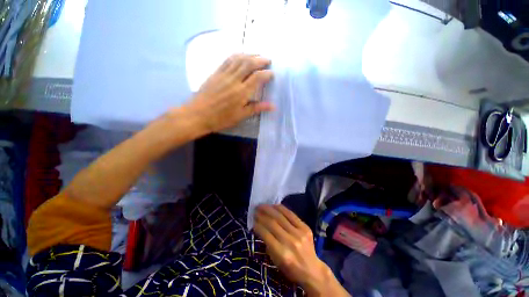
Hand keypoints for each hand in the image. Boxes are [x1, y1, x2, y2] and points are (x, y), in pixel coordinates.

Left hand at [182, 54, 274, 133]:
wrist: (198, 115)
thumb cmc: (221, 118)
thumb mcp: (241, 116)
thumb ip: (256, 108)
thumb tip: (273, 106)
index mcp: (242, 92)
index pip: (257, 77)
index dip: (267, 74)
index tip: (272, 74)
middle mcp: (234, 80)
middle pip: (249, 64)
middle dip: (260, 60)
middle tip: (268, 60)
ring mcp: (223, 74)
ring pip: (239, 59)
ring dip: (250, 55)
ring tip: (257, 55)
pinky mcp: (215, 73)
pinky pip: (227, 60)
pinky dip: (236, 55)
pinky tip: (241, 55)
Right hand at [254, 205, 349, 296]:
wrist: (312, 270)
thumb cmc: (290, 268)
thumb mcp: (275, 261)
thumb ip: (267, 243)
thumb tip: (259, 226)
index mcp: (282, 254)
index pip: (266, 234)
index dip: (257, 225)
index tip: (252, 219)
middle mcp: (290, 242)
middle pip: (273, 223)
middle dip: (262, 214)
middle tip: (255, 209)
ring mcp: (299, 233)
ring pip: (281, 216)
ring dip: (270, 209)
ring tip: (263, 205)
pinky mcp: (305, 227)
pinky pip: (291, 214)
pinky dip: (281, 208)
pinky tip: (274, 205)